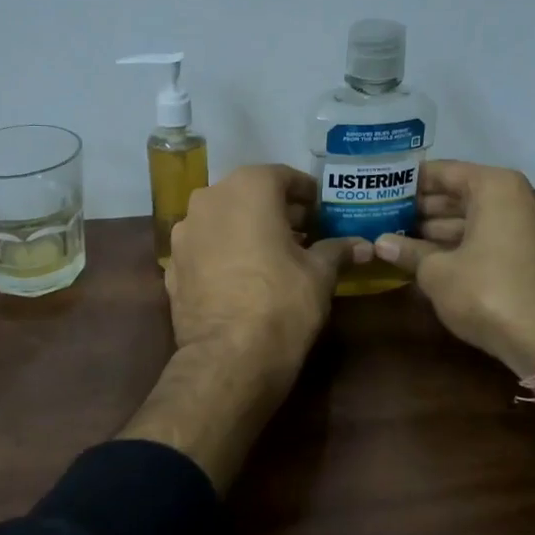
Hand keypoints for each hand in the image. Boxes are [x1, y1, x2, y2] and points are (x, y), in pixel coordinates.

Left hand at [122, 166, 366, 491]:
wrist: (229, 356)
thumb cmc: (282, 302)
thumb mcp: (320, 274)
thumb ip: (337, 250)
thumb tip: (363, 246)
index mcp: (248, 187)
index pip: (284, 177)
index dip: (308, 195)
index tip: (324, 214)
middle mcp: (209, 199)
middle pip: (249, 195)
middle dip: (277, 212)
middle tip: (305, 235)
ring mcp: (184, 232)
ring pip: (223, 220)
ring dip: (247, 230)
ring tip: (273, 257)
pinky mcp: (171, 264)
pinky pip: (205, 248)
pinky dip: (223, 253)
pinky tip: (242, 277)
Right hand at [371, 160, 534, 375]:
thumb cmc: (486, 291)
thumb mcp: (436, 271)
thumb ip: (408, 251)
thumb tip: (381, 243)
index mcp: (496, 187)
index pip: (444, 172)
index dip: (410, 181)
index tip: (382, 187)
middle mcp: (520, 198)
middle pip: (462, 194)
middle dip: (424, 207)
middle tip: (385, 216)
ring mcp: (532, 227)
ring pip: (477, 219)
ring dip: (440, 229)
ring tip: (399, 238)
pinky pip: (491, 239)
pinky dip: (463, 244)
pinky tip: (429, 258)